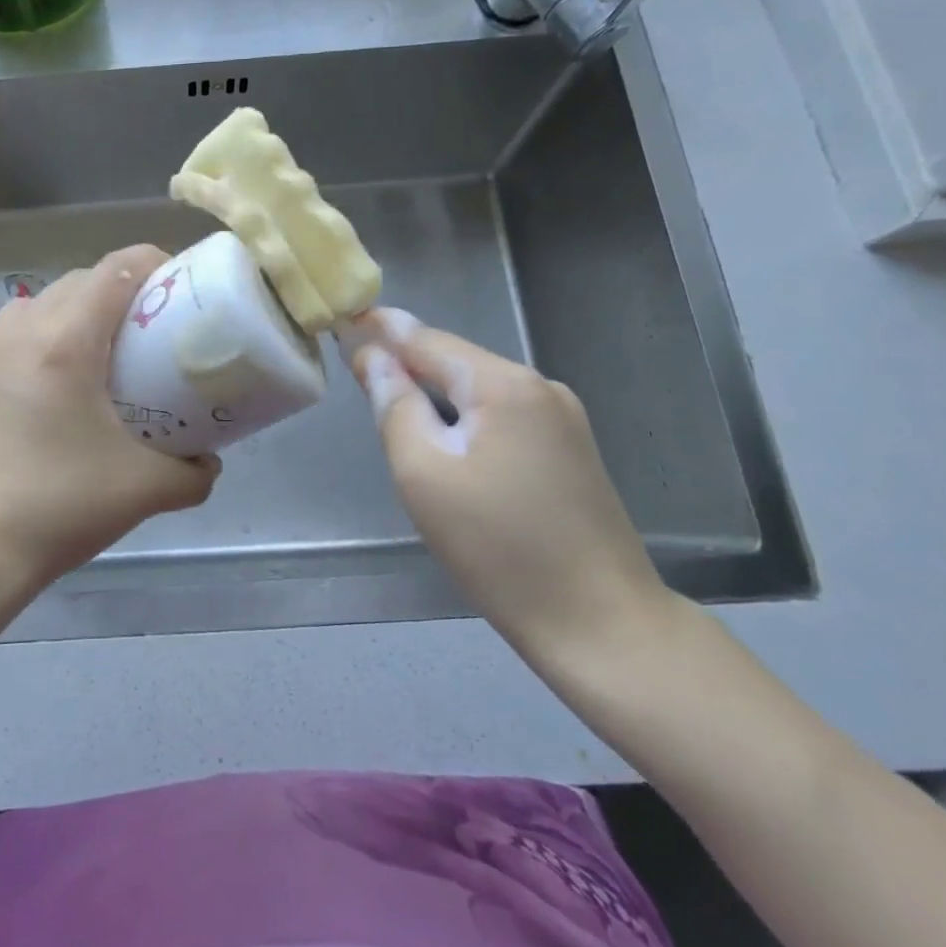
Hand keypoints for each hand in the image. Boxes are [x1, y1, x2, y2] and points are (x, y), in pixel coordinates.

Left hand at [0, 245, 221, 590]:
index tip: (180, 288)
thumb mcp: (144, 491)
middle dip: (118, 292)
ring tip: (99, 359)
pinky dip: (38, 348)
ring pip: (36, 307)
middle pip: (77, 282)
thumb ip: (192, 472)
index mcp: (64, 341)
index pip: (116, 269)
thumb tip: (208, 462)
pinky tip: (49, 399)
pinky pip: (7, 344)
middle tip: (148, 331)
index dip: (154, 265)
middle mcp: (17, 333)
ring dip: (73, 315)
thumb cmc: (56, 508)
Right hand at [339, 308, 671, 665]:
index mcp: (504, 384)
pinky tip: (447, 439)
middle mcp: (540, 387)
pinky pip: (502, 414)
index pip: (427, 340)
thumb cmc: (497, 547)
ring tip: (393, 401)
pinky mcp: (571, 450)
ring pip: (479, 389)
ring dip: (435, 391)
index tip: (343, 322)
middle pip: (456, 361)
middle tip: (359, 369)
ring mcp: (564, 418)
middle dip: (408, 362)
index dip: (382, 331)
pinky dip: (465, 416)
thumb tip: (373, 357)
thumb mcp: (423, 472)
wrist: (601, 624)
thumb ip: (394, 404)